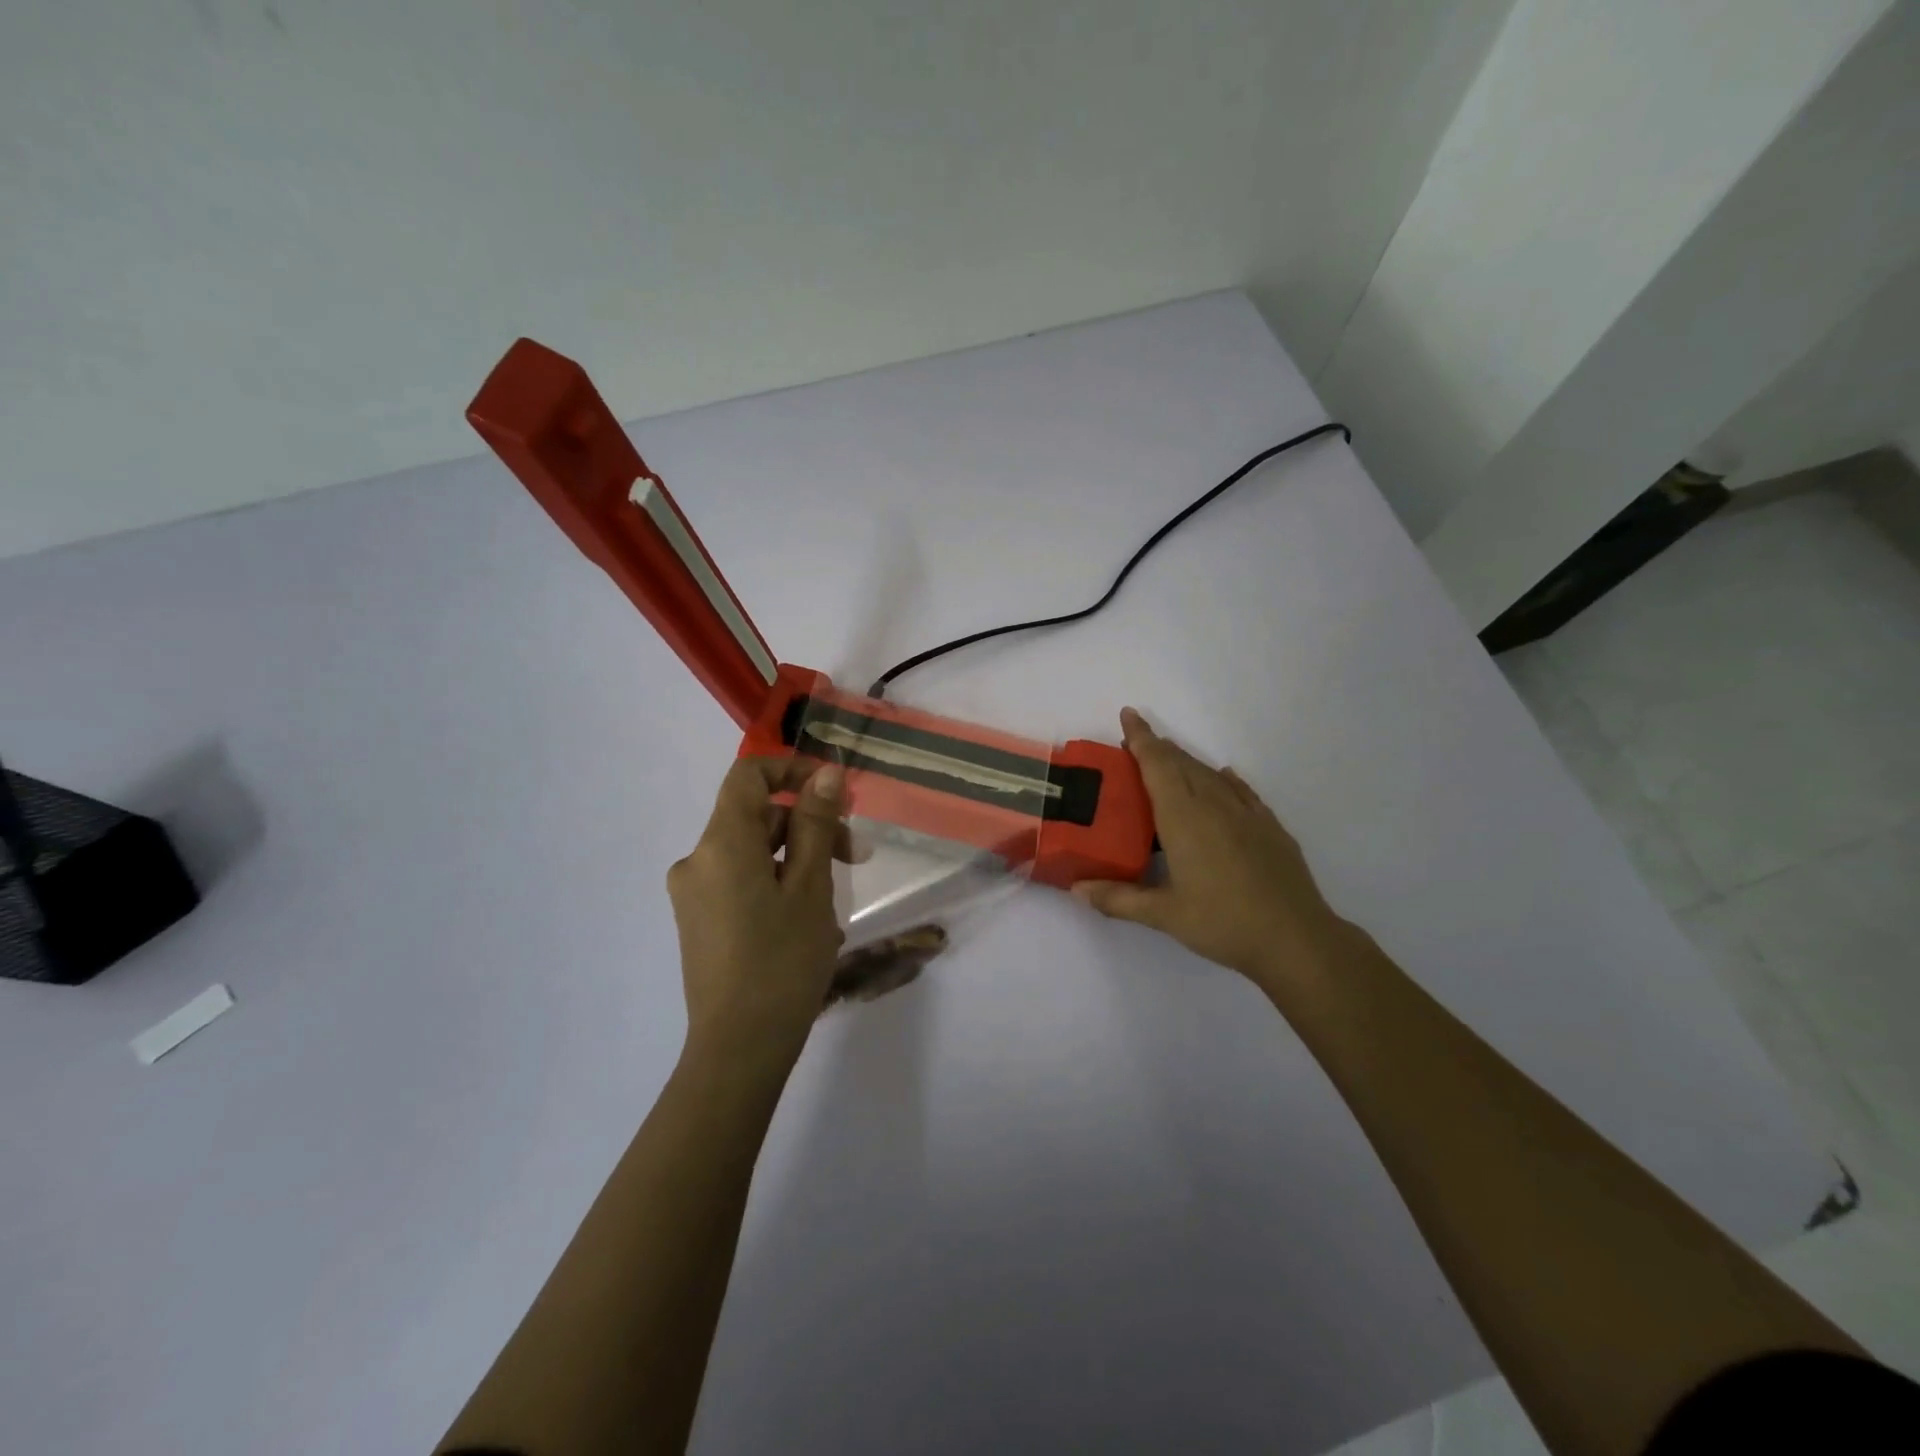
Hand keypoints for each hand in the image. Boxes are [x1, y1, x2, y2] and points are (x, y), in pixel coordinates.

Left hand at [667, 757, 848, 1065]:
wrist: (739, 1048)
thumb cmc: (783, 961)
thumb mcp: (811, 887)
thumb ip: (816, 825)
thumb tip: (826, 775)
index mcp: (721, 844)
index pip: (748, 775)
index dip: (791, 769)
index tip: (834, 792)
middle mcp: (697, 860)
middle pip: (755, 816)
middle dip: (807, 824)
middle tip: (855, 857)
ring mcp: (694, 893)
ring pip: (750, 851)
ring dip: (796, 856)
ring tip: (834, 897)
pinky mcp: (699, 920)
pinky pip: (739, 880)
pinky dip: (775, 881)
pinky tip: (806, 917)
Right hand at [1072, 708, 1350, 1000]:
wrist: (1296, 938)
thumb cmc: (1223, 923)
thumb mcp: (1164, 915)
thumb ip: (1118, 898)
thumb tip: (1075, 890)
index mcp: (1184, 818)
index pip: (1157, 765)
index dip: (1141, 738)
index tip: (1128, 714)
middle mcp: (1214, 805)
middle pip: (1182, 762)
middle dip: (1157, 747)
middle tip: (1134, 743)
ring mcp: (1246, 814)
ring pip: (1210, 773)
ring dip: (1186, 761)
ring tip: (1169, 761)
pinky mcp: (1269, 827)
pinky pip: (1240, 790)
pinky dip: (1223, 779)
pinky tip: (1222, 778)